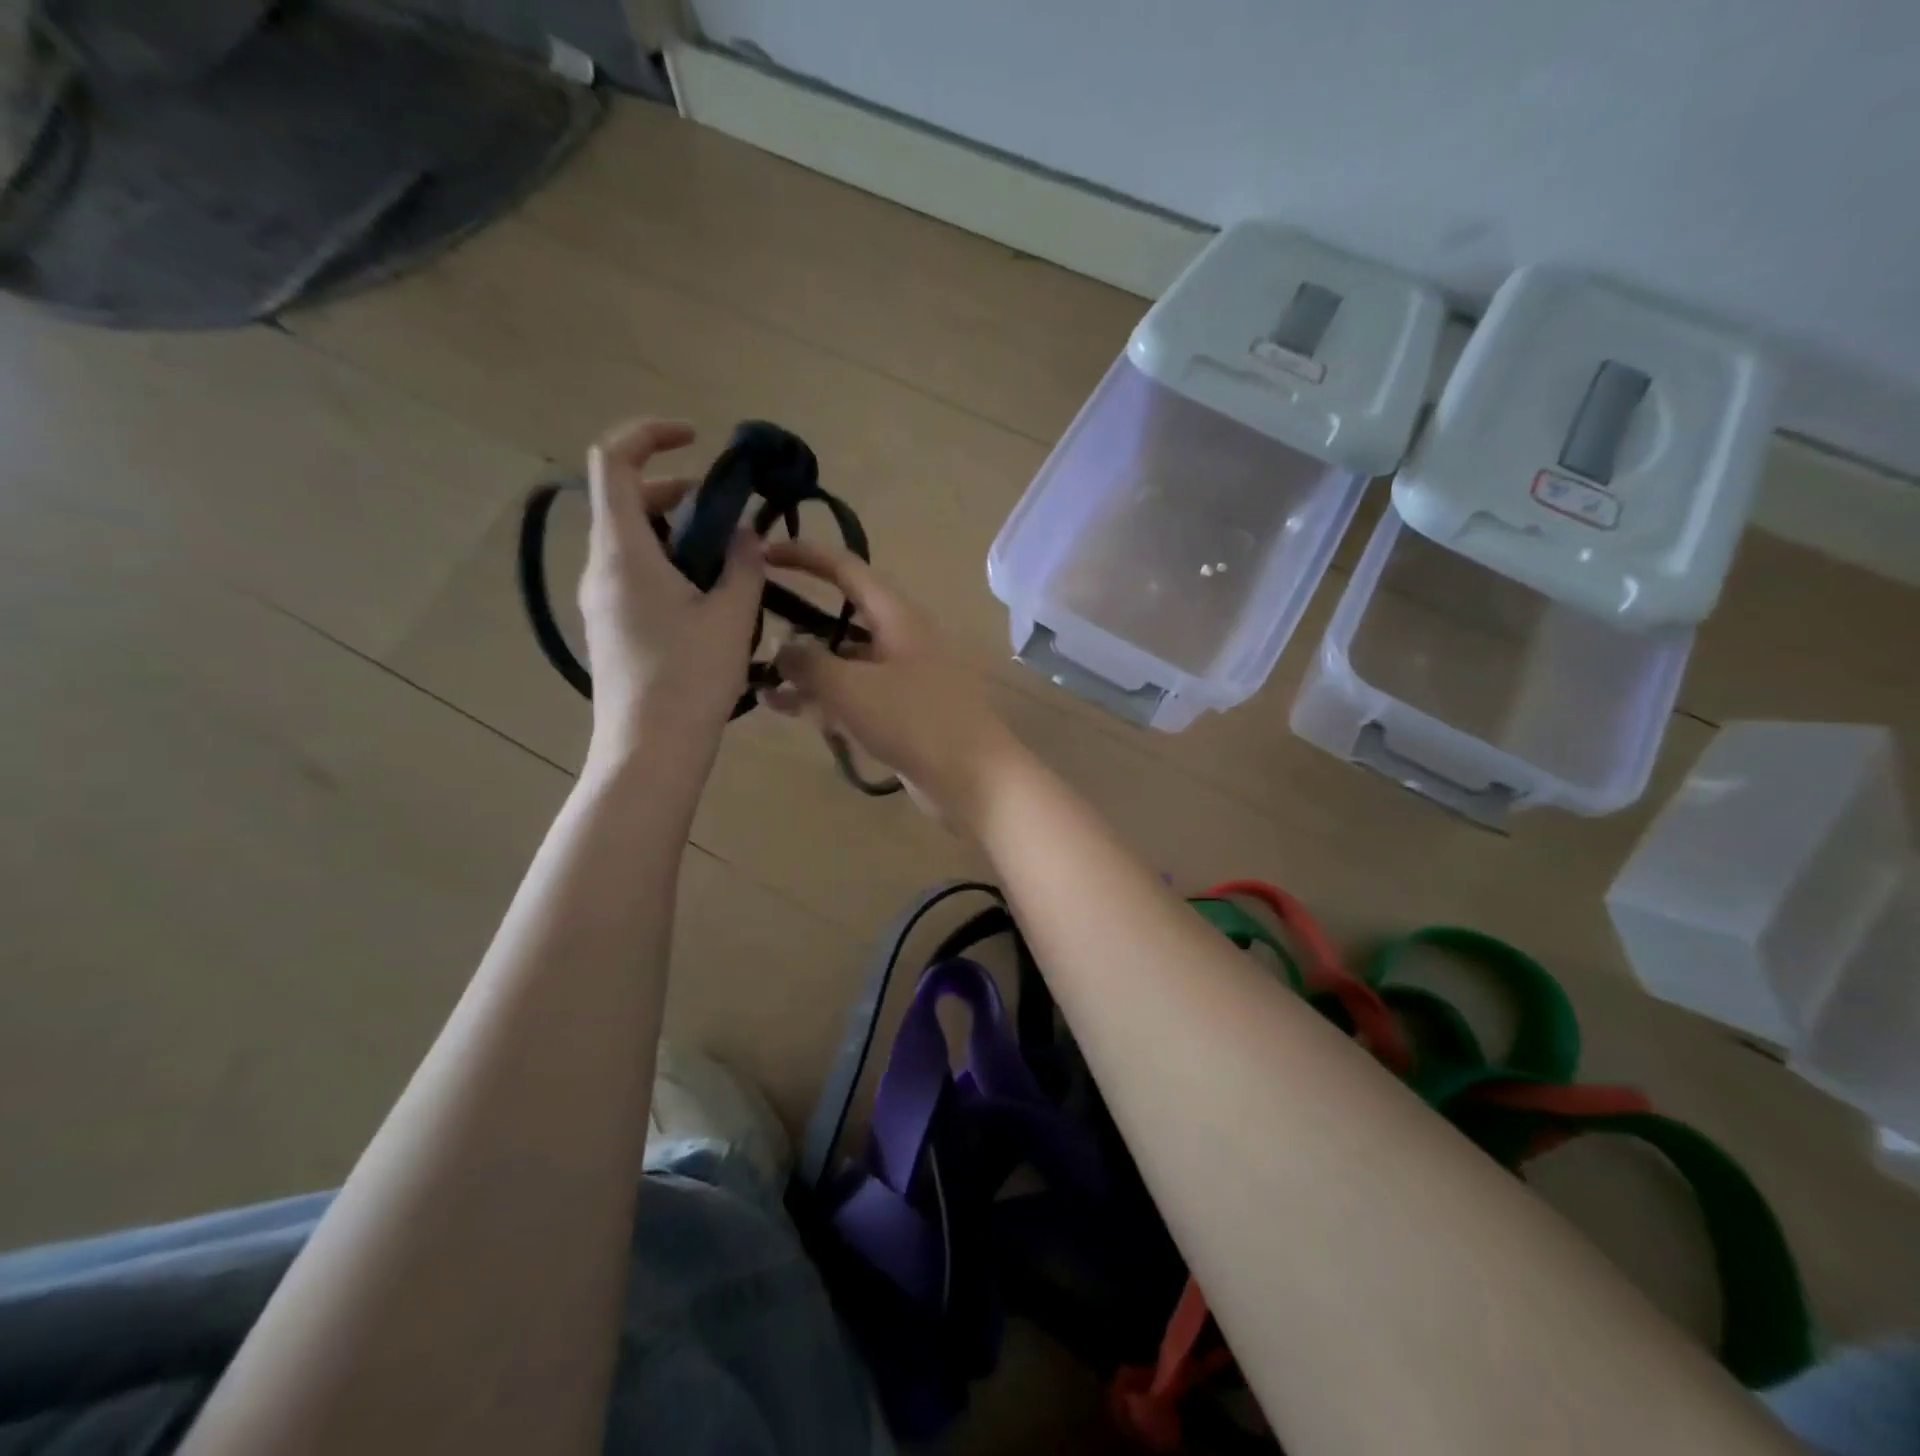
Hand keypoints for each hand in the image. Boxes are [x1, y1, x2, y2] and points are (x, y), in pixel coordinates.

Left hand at [578, 419, 763, 768]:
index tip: (697, 440)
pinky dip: (671, 565)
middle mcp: (601, 566)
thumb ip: (742, 564)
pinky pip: (635, 574)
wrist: (650, 750)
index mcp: (623, 551)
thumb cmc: (690, 679)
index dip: (650, 434)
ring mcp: (601, 599)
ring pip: (634, 540)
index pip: (614, 462)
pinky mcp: (610, 626)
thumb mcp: (730, 616)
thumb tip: (744, 534)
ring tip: (730, 562)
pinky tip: (710, 598)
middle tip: (731, 516)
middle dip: (679, 491)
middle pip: (627, 500)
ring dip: (680, 533)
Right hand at [764, 540, 1018, 824]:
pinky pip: (855, 695)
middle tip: (751, 631)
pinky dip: (824, 698)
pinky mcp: (901, 712)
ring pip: (844, 662)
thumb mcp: (851, 688)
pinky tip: (786, 709)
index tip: (763, 553)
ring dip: (805, 670)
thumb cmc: (914, 721)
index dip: (804, 556)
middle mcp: (900, 639)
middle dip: (798, 623)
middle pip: (842, 618)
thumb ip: (809, 662)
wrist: (973, 779)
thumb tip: (784, 646)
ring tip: (760, 683)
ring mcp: (902, 677)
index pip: (846, 569)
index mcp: (896, 616)